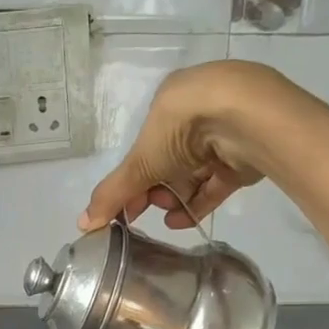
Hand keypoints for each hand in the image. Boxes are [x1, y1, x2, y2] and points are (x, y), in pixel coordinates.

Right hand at [82, 60, 315, 231]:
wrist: (246, 118)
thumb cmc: (183, 127)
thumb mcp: (140, 161)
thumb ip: (112, 194)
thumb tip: (82, 225)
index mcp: (170, 103)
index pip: (146, 146)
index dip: (132, 178)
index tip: (125, 207)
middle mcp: (197, 114)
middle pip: (169, 162)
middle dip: (154, 190)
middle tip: (145, 211)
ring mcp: (224, 134)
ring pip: (193, 173)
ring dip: (175, 198)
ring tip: (167, 215)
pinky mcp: (245, 155)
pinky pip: (217, 182)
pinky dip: (199, 202)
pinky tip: (182, 221)